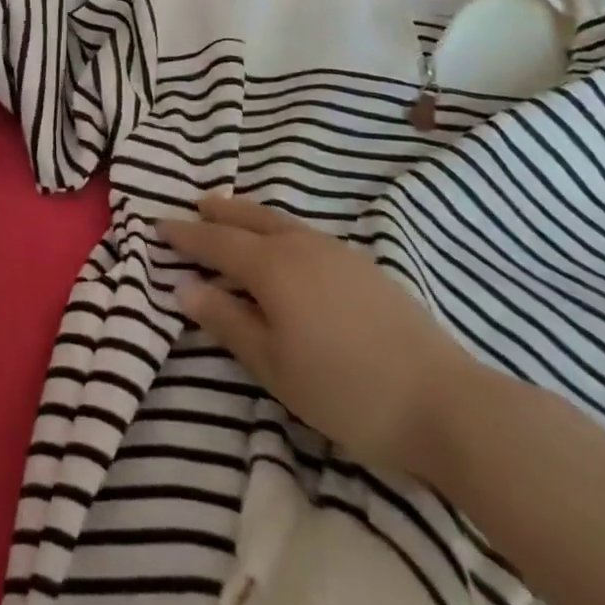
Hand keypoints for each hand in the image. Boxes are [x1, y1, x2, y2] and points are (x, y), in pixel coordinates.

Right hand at [160, 194, 482, 481]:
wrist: (444, 401)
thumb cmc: (345, 388)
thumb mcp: (274, 366)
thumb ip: (228, 321)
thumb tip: (185, 287)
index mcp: (272, 266)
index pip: (217, 242)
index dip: (186, 234)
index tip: (159, 225)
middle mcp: (301, 245)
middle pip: (251, 218)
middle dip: (220, 212)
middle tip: (197, 203)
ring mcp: (337, 252)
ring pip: (281, 222)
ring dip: (251, 217)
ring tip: (235, 217)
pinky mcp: (364, 266)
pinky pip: (306, 233)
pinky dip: (281, 229)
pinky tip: (288, 247)